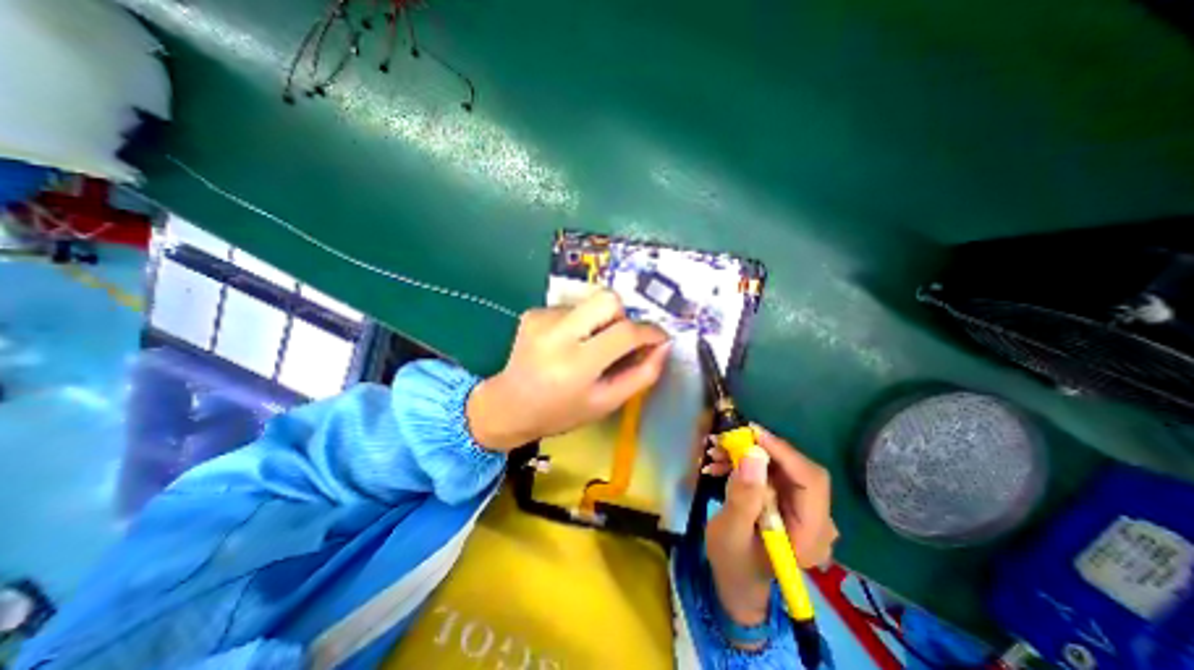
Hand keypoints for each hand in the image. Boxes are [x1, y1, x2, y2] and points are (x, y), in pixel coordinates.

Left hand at [467, 290, 668, 452]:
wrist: (508, 405)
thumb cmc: (561, 412)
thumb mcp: (606, 403)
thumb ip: (641, 375)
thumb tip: (663, 346)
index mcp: (576, 365)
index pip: (624, 332)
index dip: (650, 331)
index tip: (660, 337)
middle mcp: (557, 334)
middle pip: (607, 299)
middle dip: (623, 316)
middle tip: (619, 340)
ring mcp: (542, 318)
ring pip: (590, 302)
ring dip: (599, 322)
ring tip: (586, 348)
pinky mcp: (533, 312)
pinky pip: (572, 307)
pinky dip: (579, 323)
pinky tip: (567, 344)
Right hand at [703, 424, 831, 637]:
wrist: (736, 580)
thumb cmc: (733, 564)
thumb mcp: (731, 534)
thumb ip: (743, 499)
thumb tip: (752, 457)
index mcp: (810, 535)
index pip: (811, 482)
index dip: (784, 452)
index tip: (751, 433)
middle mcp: (816, 520)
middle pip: (796, 469)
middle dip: (759, 450)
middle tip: (725, 440)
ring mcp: (802, 509)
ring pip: (780, 466)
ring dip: (747, 454)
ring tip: (714, 452)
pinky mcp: (787, 501)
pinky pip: (770, 472)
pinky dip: (745, 463)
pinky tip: (719, 464)